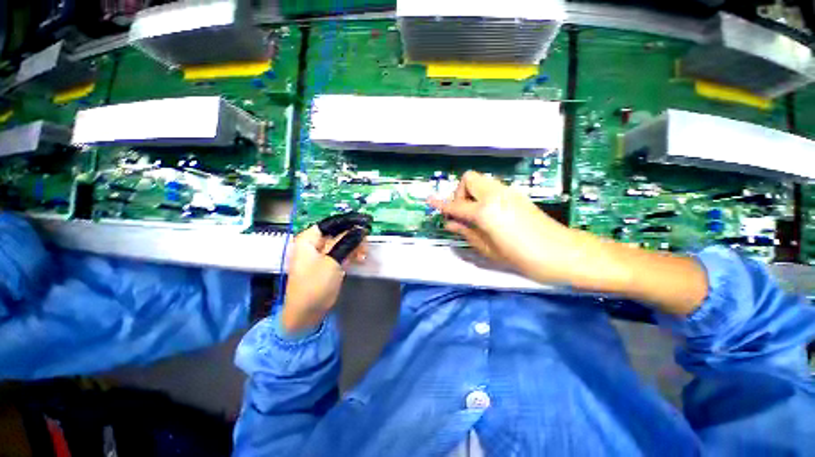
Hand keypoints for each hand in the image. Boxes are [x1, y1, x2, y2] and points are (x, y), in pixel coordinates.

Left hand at [281, 212, 371, 332]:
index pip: (332, 223)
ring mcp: (320, 254)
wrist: (306, 313)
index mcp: (308, 239)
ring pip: (342, 242)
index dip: (350, 220)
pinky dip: (351, 254)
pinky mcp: (327, 263)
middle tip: (367, 240)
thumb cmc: (315, 285)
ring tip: (363, 254)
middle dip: (353, 235)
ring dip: (354, 246)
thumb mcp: (333, 261)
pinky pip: (341, 252)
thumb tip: (361, 229)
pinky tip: (359, 259)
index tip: (367, 221)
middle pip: (338, 232)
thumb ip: (347, 243)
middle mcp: (314, 243)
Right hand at [428, 171, 578, 285]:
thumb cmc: (523, 257)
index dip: (441, 204)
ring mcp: (508, 192)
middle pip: (468, 179)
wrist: (563, 252)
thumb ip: (466, 232)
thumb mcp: (489, 250)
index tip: (429, 201)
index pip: (456, 206)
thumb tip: (450, 223)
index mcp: (485, 211)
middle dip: (460, 193)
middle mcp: (495, 195)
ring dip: (472, 194)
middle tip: (463, 214)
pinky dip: (483, 195)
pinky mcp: (516, 194)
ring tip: (475, 215)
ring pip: (481, 181)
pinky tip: (490, 214)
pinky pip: (492, 187)